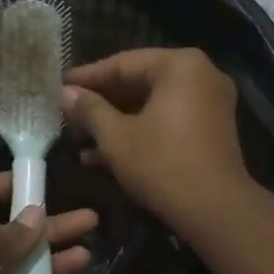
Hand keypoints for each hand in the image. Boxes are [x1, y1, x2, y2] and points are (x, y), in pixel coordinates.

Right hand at [62, 48, 252, 237]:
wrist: (215, 209)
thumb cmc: (161, 164)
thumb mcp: (116, 137)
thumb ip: (90, 110)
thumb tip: (66, 93)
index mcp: (179, 65)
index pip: (123, 63)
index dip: (87, 77)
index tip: (59, 86)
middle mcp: (201, 75)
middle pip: (140, 83)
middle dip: (101, 104)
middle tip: (69, 116)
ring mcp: (210, 103)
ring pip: (152, 106)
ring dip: (116, 123)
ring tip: (79, 141)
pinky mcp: (211, 131)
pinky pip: (168, 121)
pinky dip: (140, 133)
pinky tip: (104, 156)